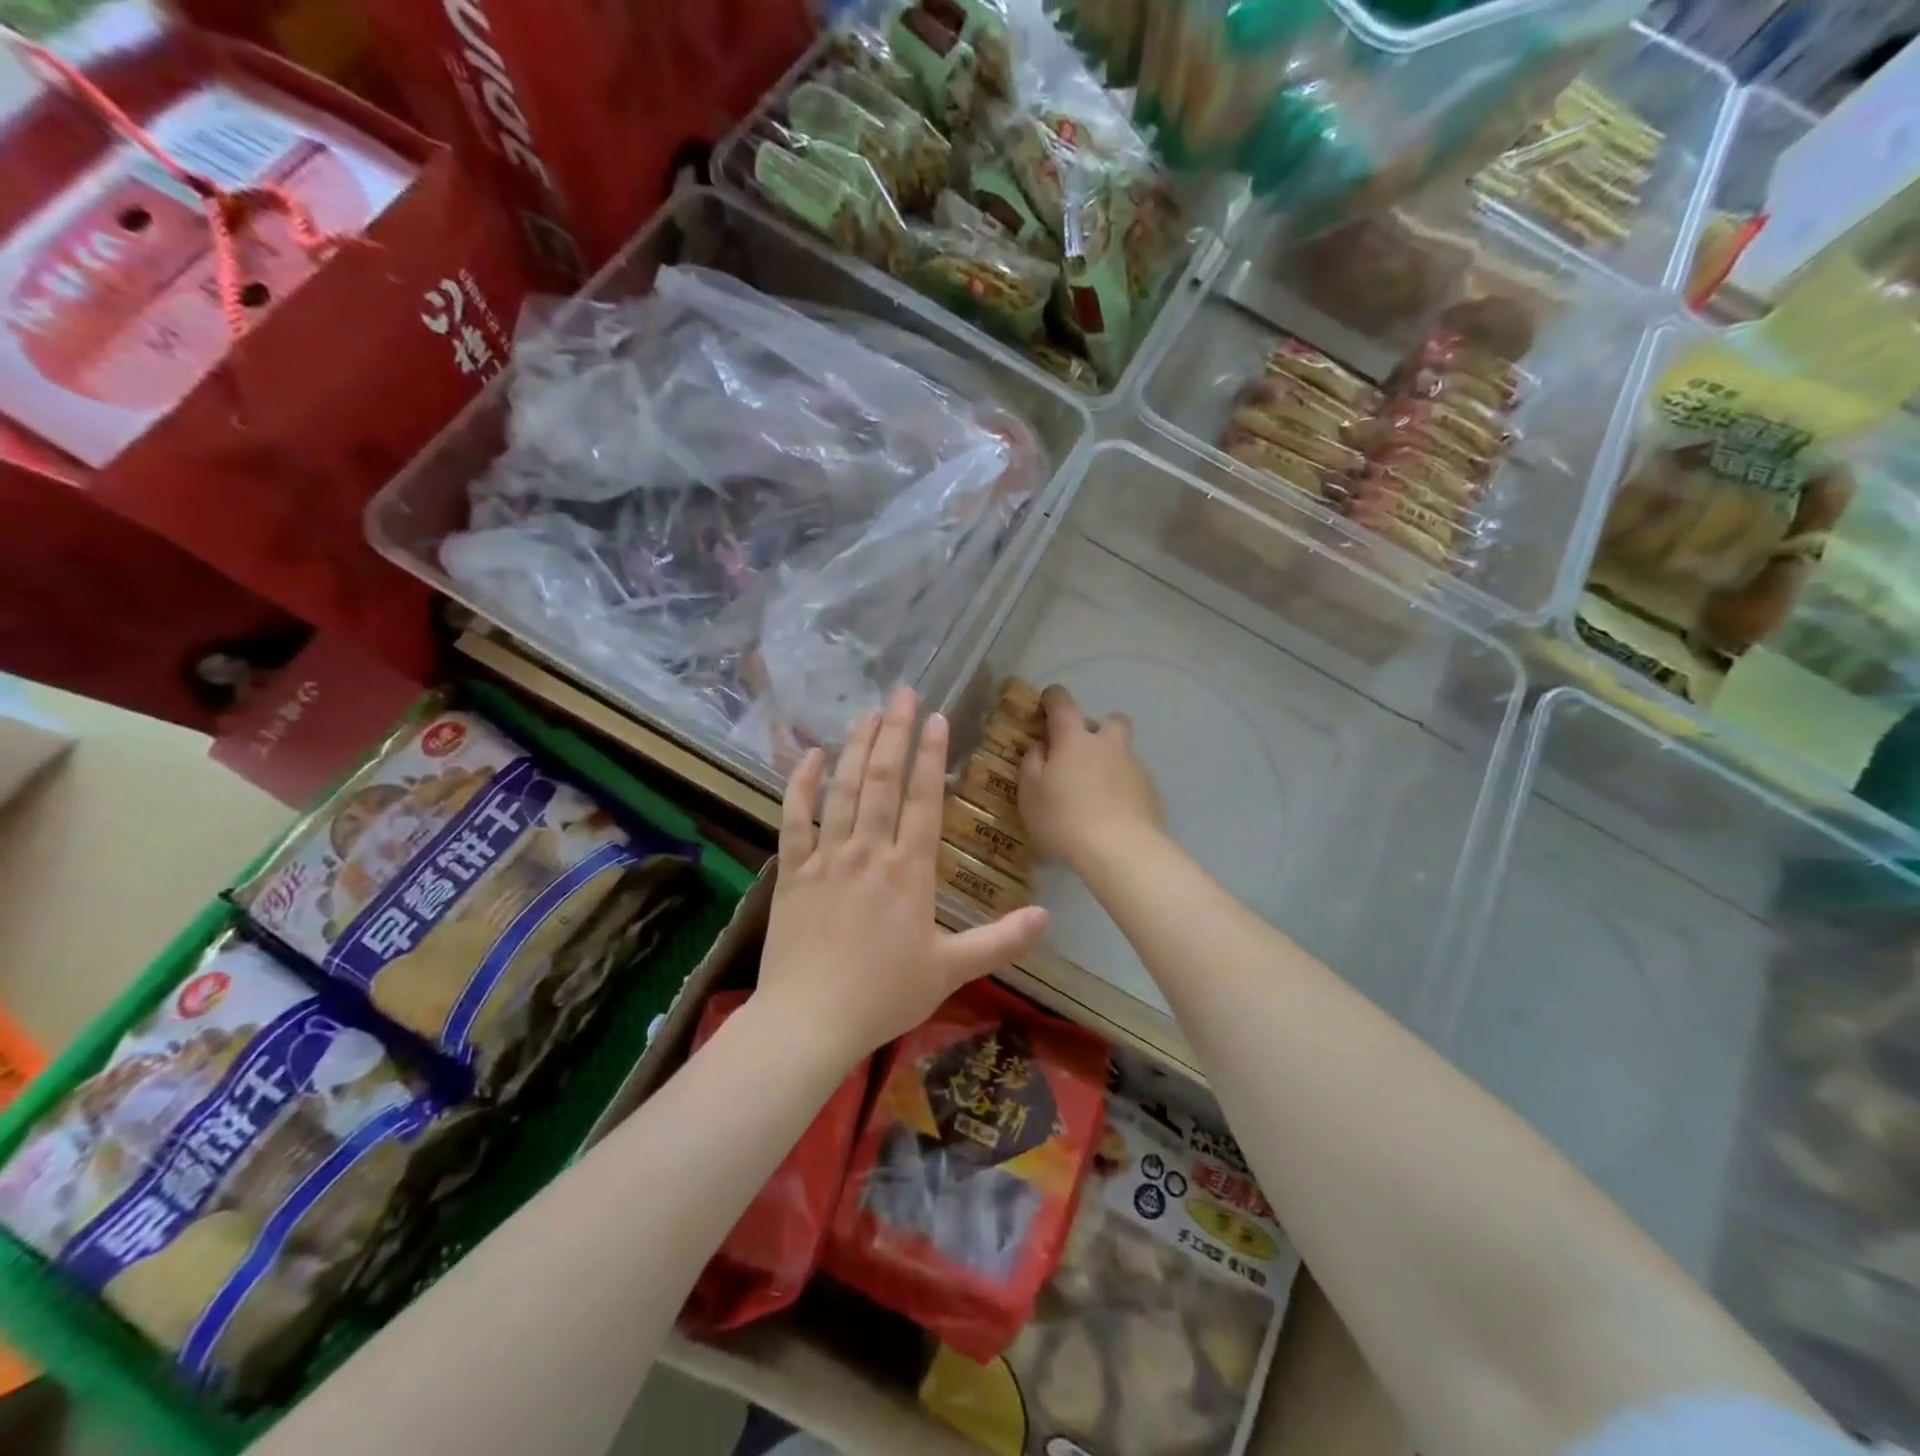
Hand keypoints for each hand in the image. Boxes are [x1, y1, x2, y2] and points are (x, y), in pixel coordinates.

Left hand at [756, 686, 1049, 1064]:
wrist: (809, 1021)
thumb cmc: (883, 996)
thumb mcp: (951, 971)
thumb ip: (1001, 940)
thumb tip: (1048, 915)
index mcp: (909, 871)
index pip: (924, 800)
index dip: (932, 756)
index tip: (938, 718)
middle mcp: (869, 852)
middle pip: (882, 781)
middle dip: (895, 733)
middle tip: (903, 694)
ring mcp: (827, 858)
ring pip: (842, 790)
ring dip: (856, 747)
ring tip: (868, 712)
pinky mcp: (793, 871)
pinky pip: (795, 818)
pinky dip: (800, 783)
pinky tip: (810, 755)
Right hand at [1019, 684, 1165, 874]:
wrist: (1121, 850)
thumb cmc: (1065, 818)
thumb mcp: (1030, 792)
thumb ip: (1032, 763)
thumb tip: (1042, 747)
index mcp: (1075, 738)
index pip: (1062, 702)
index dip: (1052, 698)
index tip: (1045, 706)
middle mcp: (1109, 744)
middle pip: (1111, 721)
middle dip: (1097, 730)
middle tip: (1079, 755)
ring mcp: (1136, 767)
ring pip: (1123, 753)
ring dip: (1109, 763)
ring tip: (1094, 795)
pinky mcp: (1153, 792)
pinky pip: (1133, 781)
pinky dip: (1122, 790)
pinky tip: (1112, 815)